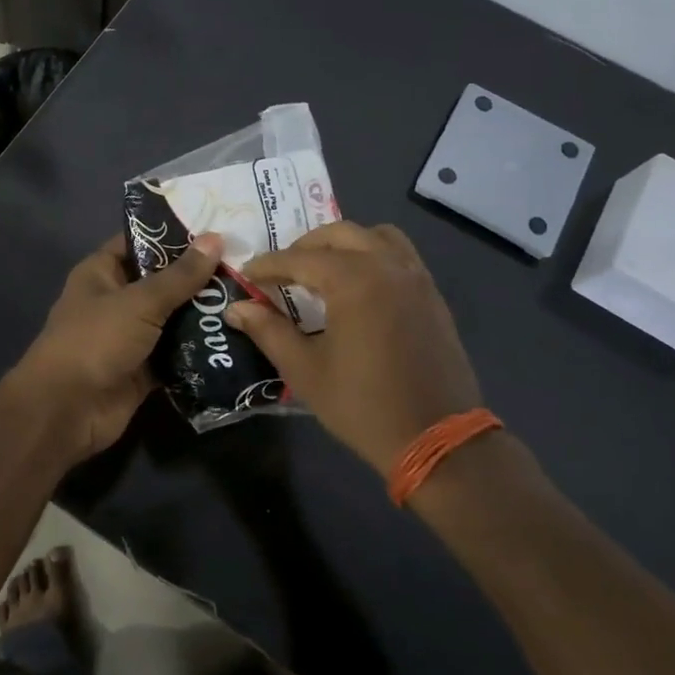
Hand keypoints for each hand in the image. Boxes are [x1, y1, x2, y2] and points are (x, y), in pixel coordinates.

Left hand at [6, 231, 223, 463]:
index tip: (217, 226)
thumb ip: (180, 275)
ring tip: (249, 296)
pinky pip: (177, 353)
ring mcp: (131, 336)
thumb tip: (216, 239)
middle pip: (163, 281)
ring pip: (173, 318)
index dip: (175, 234)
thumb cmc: (95, 341)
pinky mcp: (144, 369)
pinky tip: (236, 337)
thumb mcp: (139, 302)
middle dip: (199, 275)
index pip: (141, 241)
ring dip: (204, 313)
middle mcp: (117, 300)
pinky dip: (200, 349)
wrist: (67, 412)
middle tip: (246, 263)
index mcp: (103, 272)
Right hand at [226, 222, 482, 476]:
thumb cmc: (364, 406)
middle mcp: (386, 265)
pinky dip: (373, 254)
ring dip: (343, 243)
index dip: (268, 265)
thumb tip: (236, 308)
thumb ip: (269, 331)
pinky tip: (359, 285)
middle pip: (338, 234)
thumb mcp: (306, 371)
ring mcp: (415, 276)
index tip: (245, 275)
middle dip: (304, 247)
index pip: (299, 258)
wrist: (438, 439)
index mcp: (353, 280)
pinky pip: (399, 254)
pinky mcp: (432, 293)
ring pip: (375, 235)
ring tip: (322, 269)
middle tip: (281, 272)